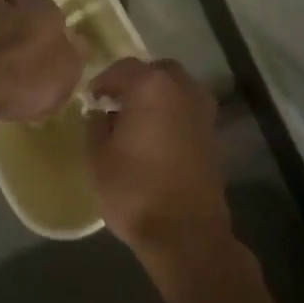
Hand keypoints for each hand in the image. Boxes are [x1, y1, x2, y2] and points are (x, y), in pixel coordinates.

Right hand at [84, 58, 231, 265]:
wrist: (185, 233)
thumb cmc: (134, 190)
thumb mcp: (97, 156)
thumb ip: (95, 124)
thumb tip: (100, 112)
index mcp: (151, 86)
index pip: (122, 68)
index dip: (103, 82)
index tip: (91, 100)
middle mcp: (182, 89)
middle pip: (155, 72)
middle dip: (135, 82)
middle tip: (115, 104)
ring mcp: (202, 111)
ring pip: (175, 89)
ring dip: (156, 97)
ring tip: (135, 122)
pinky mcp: (212, 134)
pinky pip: (186, 110)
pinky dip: (171, 114)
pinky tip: (154, 138)